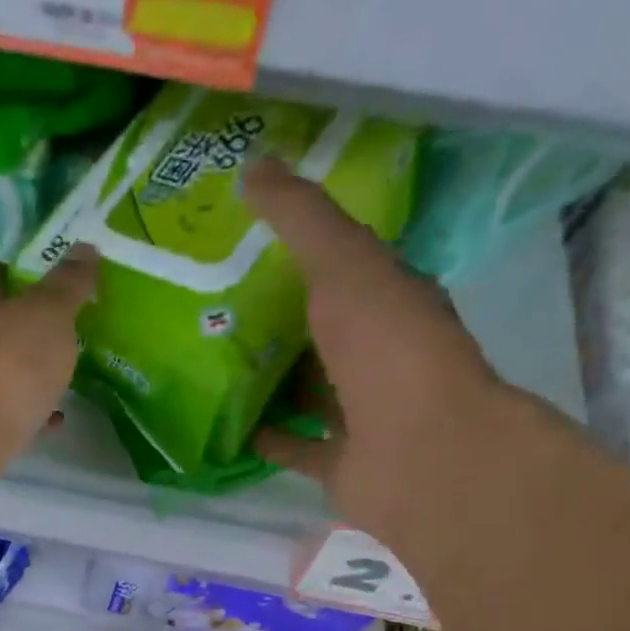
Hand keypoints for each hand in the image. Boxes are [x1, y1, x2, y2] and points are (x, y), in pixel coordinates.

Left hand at [0, 248, 97, 445]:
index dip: (19, 276)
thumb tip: (85, 248)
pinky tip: (46, 422)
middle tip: (57, 339)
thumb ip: (68, 285)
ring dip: (19, 373)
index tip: (49, 289)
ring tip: (57, 383)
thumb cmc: (5, 365)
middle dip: (20, 329)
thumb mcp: (49, 316)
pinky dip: (18, 411)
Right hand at [245, 160, 505, 539]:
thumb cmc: (388, 348)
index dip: (299, 252)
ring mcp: (363, 414)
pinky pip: (296, 446)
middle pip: (320, 333)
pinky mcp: (341, 464)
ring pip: (308, 391)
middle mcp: (379, 355)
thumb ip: (300, 218)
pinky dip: (267, 438)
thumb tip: (252, 166)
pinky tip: (226, 426)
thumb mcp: (343, 264)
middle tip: (209, 307)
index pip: (343, 268)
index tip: (243, 243)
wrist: (421, 454)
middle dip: (275, 320)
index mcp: (389, 300)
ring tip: (208, 364)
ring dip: (269, 381)